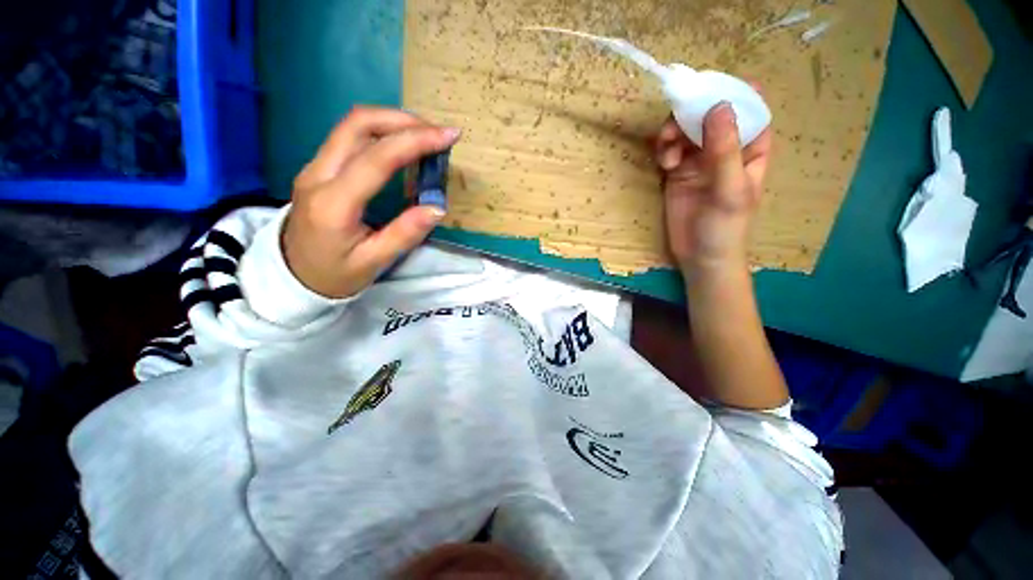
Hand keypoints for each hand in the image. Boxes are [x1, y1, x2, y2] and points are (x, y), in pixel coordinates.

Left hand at [282, 107, 460, 298]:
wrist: (291, 275)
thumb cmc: (334, 274)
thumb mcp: (373, 262)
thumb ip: (405, 234)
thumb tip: (437, 208)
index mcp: (334, 203)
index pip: (376, 158)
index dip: (415, 141)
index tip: (448, 136)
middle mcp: (318, 174)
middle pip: (358, 124)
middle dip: (403, 120)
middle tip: (437, 133)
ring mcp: (314, 167)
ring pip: (352, 125)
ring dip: (391, 121)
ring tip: (424, 135)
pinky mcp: (318, 167)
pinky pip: (349, 137)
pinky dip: (380, 132)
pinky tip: (401, 144)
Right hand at [653, 102, 771, 277]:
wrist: (700, 256)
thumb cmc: (725, 226)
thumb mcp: (729, 189)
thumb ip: (725, 149)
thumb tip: (718, 106)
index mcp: (751, 147)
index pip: (748, 106)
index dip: (731, 91)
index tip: (708, 88)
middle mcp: (726, 148)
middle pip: (710, 114)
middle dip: (691, 114)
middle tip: (674, 126)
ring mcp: (699, 160)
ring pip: (686, 130)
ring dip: (673, 133)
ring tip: (666, 150)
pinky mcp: (678, 172)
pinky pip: (670, 149)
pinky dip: (664, 150)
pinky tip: (664, 163)